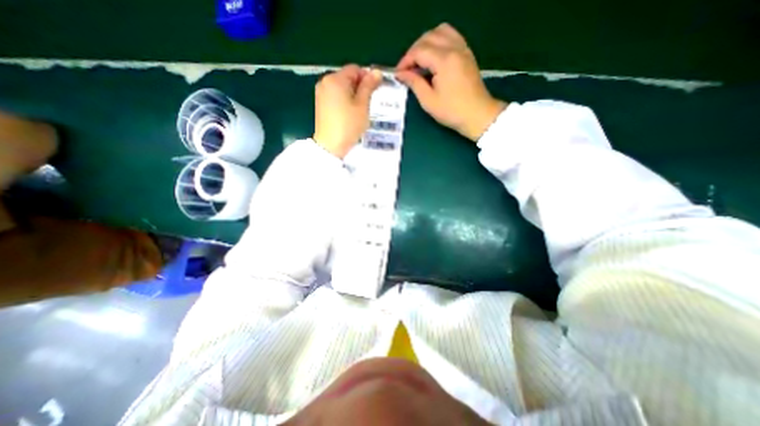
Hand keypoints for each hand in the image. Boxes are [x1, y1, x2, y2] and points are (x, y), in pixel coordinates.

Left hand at [313, 65, 382, 158]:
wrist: (330, 146)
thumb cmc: (348, 125)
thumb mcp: (362, 105)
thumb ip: (369, 87)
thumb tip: (377, 72)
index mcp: (336, 79)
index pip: (355, 69)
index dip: (367, 78)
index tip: (375, 92)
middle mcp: (325, 81)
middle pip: (347, 77)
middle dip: (359, 87)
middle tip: (368, 103)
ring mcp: (321, 93)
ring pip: (341, 87)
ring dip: (352, 95)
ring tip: (359, 110)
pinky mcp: (320, 103)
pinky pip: (335, 96)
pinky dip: (344, 101)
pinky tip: (349, 114)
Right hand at [395, 23, 506, 140]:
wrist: (477, 115)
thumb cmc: (451, 111)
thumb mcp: (428, 101)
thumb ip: (414, 83)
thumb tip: (401, 74)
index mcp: (444, 61)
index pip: (419, 50)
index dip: (406, 61)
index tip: (398, 73)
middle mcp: (454, 48)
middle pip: (428, 37)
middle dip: (414, 51)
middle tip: (407, 68)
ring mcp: (463, 49)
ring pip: (441, 31)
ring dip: (426, 42)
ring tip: (419, 61)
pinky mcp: (467, 53)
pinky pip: (451, 36)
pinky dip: (439, 41)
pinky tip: (434, 57)